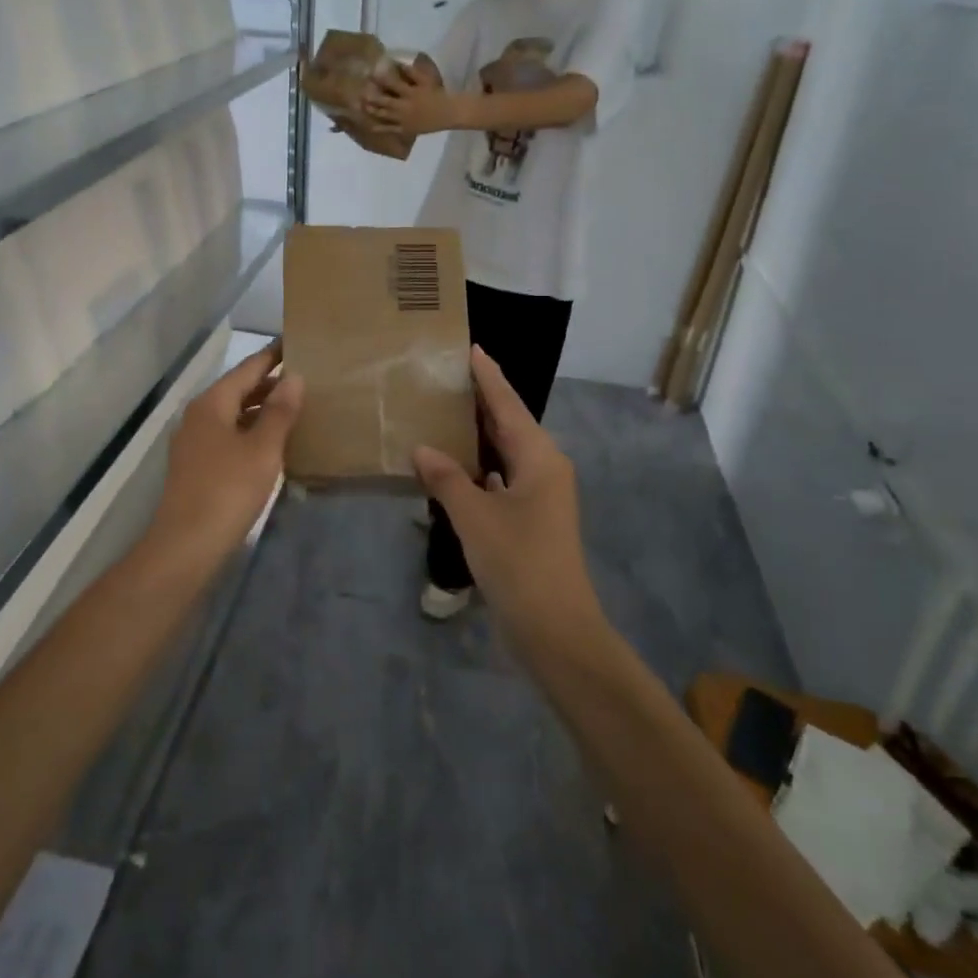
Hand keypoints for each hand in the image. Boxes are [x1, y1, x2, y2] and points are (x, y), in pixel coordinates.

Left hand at [150, 344, 303, 567]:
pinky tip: (272, 443)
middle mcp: (199, 416)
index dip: (273, 355)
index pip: (248, 368)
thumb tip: (294, 377)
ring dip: (261, 410)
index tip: (296, 342)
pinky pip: (229, 436)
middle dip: (269, 383)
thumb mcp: (262, 449)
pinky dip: (251, 431)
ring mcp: (194, 442)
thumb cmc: (228, 491)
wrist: (185, 546)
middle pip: (238, 390)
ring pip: (233, 414)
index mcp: (212, 404)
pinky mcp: (196, 466)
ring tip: (295, 408)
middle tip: (305, 378)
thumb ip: (279, 412)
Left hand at [363, 58, 453, 135]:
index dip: (380, 79)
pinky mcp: (405, 129)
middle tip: (360, 92)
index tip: (370, 74)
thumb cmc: (437, 94)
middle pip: (384, 101)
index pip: (392, 84)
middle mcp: (403, 106)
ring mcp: (403, 119)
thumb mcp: (426, 80)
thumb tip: (398, 63)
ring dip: (372, 110)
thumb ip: (413, 72)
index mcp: (409, 92)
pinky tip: (370, 125)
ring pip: (384, 115)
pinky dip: (380, 128)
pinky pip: (390, 129)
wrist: (448, 113)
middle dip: (371, 96)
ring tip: (362, 106)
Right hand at [413, 348, 605, 651]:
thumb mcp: (475, 516)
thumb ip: (446, 477)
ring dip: (477, 435)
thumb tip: (422, 448)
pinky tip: (453, 465)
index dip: (488, 376)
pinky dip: (478, 466)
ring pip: (505, 452)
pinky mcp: (530, 518)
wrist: (555, 629)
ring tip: (444, 413)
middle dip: (481, 401)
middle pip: (509, 424)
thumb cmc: (518, 563)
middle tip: (446, 377)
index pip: (508, 404)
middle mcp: (544, 468)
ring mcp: (540, 496)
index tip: (470, 348)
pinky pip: (501, 477)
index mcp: (539, 458)